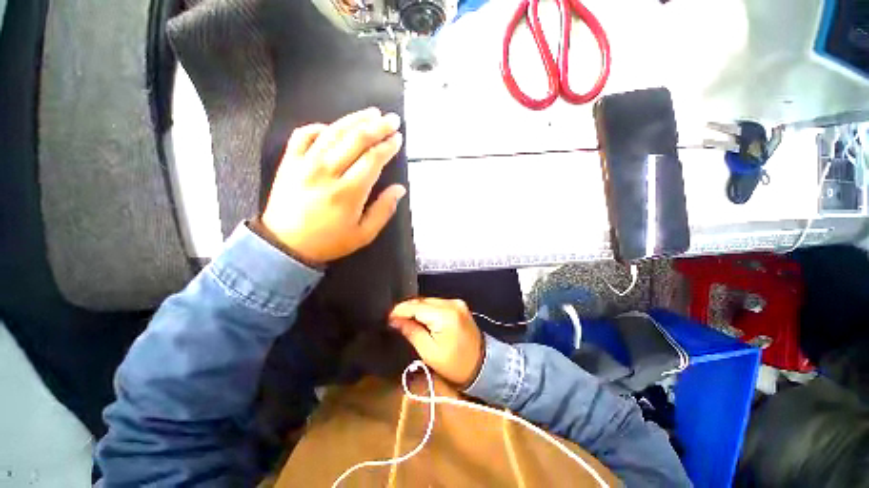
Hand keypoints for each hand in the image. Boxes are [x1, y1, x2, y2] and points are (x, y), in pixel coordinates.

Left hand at [261, 107, 405, 263]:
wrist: (285, 245)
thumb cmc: (330, 242)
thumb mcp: (364, 234)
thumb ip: (384, 210)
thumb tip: (400, 189)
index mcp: (348, 192)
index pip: (373, 159)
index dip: (388, 146)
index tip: (398, 138)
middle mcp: (327, 171)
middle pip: (356, 140)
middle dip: (377, 127)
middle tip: (391, 119)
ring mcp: (305, 163)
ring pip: (333, 132)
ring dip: (354, 120)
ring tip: (371, 113)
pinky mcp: (289, 162)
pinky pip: (304, 135)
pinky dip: (320, 127)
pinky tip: (332, 127)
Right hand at [389, 298, 483, 386]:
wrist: (484, 365)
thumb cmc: (455, 364)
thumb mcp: (429, 352)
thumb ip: (411, 331)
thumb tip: (394, 320)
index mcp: (445, 315)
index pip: (416, 307)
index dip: (400, 311)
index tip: (387, 318)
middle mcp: (451, 303)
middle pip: (422, 301)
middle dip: (407, 309)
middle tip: (393, 320)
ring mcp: (457, 303)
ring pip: (429, 301)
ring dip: (416, 308)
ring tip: (404, 319)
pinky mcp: (459, 305)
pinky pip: (437, 303)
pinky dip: (427, 309)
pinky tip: (419, 317)